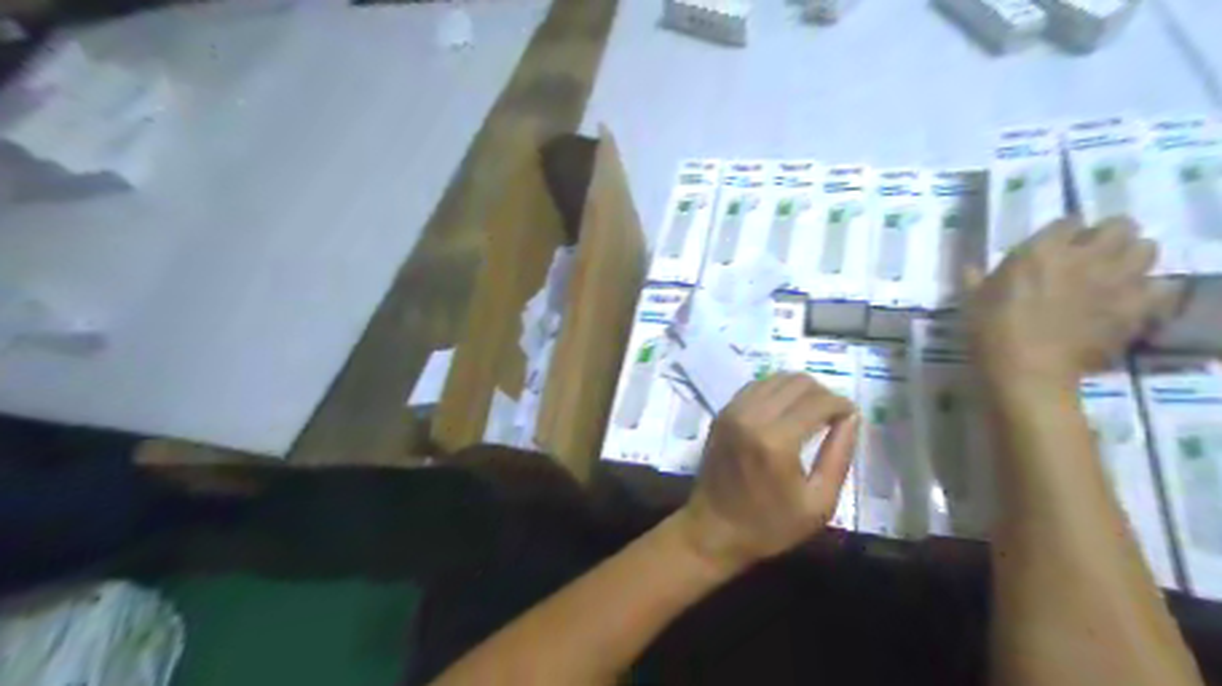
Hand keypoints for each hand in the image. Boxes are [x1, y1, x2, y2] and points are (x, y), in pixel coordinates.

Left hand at [678, 373, 856, 569]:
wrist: (713, 530)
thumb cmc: (770, 525)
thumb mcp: (818, 503)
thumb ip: (838, 456)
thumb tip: (852, 418)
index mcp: (777, 440)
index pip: (819, 401)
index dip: (842, 404)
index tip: (850, 417)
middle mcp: (752, 416)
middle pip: (798, 382)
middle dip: (823, 394)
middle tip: (833, 416)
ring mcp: (733, 411)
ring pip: (776, 378)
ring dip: (799, 390)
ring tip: (811, 413)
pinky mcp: (722, 413)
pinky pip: (756, 386)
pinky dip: (776, 391)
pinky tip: (785, 411)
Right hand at [970, 218, 1158, 390]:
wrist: (1028, 371)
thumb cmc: (991, 333)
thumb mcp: (971, 302)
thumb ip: (975, 279)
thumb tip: (970, 268)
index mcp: (1041, 250)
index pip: (1069, 221)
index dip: (1064, 233)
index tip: (1055, 247)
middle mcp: (1085, 256)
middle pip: (1119, 225)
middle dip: (1109, 236)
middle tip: (1093, 255)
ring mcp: (1116, 281)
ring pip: (1147, 249)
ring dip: (1132, 258)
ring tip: (1116, 275)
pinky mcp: (1136, 308)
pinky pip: (1161, 287)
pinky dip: (1150, 292)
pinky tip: (1131, 303)